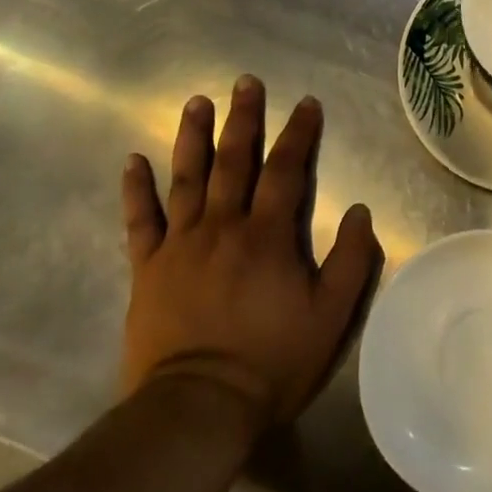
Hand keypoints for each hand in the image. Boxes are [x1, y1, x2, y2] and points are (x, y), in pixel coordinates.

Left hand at [119, 76, 380, 425]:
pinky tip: (133, 160)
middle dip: (243, 119)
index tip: (306, 103)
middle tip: (245, 82)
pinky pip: (139, 222)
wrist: (197, 410)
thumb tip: (358, 210)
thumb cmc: (271, 361)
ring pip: (187, 179)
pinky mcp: (147, 270)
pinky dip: (136, 190)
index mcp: (267, 235)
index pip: (286, 170)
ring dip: (192, 138)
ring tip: (196, 103)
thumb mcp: (332, 316)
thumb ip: (351, 259)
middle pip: (233, 161)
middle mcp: (222, 227)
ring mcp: (180, 246)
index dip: (299, 133)